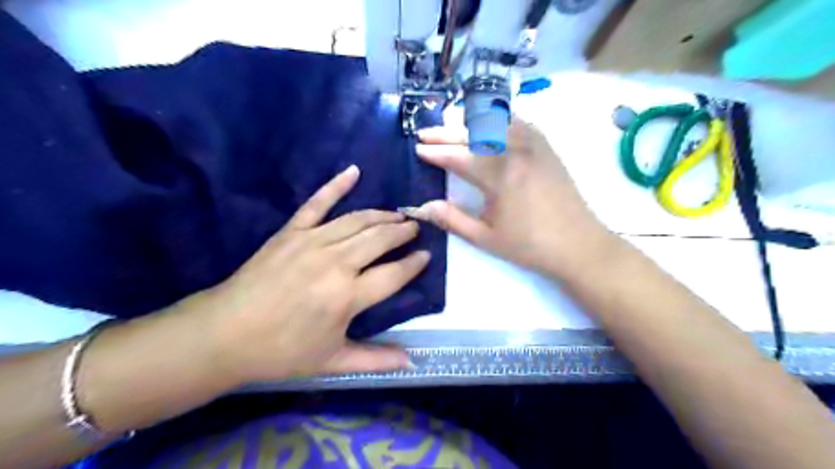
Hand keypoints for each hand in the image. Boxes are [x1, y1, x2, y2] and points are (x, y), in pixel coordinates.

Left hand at [197, 164, 430, 384]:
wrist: (224, 334)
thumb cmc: (281, 352)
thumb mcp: (333, 361)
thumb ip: (375, 360)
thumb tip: (411, 362)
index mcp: (348, 296)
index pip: (394, 274)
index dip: (415, 264)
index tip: (427, 255)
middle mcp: (336, 263)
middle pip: (380, 239)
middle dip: (403, 232)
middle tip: (415, 228)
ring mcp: (313, 241)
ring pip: (358, 220)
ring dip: (382, 215)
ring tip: (398, 215)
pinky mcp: (291, 231)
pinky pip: (317, 202)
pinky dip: (336, 185)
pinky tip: (354, 171)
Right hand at [410, 118, 610, 277]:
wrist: (578, 244)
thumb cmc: (529, 244)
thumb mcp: (485, 237)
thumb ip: (452, 219)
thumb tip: (421, 207)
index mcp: (499, 176)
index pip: (459, 157)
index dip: (436, 152)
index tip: (417, 148)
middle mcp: (516, 151)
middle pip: (473, 133)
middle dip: (445, 132)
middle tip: (425, 133)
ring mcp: (534, 145)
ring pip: (496, 120)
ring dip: (470, 120)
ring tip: (451, 122)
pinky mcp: (546, 146)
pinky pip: (518, 121)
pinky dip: (498, 118)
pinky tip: (489, 123)